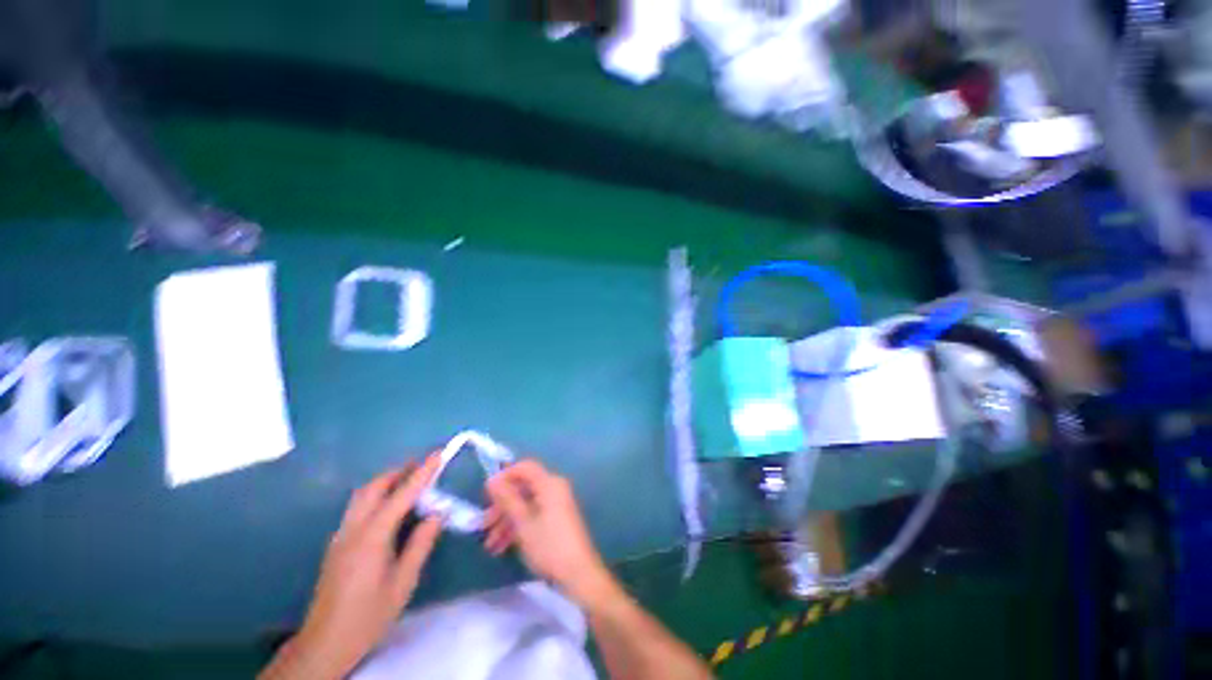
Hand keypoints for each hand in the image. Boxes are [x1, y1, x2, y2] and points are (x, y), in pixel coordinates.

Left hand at [267, 456, 443, 678]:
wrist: (325, 643)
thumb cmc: (369, 615)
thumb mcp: (403, 582)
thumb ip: (421, 544)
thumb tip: (438, 513)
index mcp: (372, 537)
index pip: (401, 495)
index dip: (422, 473)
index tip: (438, 454)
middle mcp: (353, 529)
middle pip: (374, 487)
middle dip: (399, 471)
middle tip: (423, 465)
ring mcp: (341, 535)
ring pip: (362, 495)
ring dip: (386, 481)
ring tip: (409, 479)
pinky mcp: (336, 543)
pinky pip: (357, 507)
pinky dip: (376, 495)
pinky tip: (388, 506)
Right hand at [483, 460, 619, 608]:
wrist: (578, 574)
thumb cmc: (549, 545)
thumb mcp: (523, 523)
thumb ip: (507, 499)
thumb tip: (491, 479)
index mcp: (549, 483)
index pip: (524, 467)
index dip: (504, 476)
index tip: (486, 495)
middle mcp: (553, 488)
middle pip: (523, 488)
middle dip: (502, 505)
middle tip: (483, 525)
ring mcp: (555, 504)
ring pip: (525, 504)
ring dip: (506, 521)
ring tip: (490, 545)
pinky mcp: (555, 519)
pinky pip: (533, 515)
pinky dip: (518, 527)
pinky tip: (501, 548)